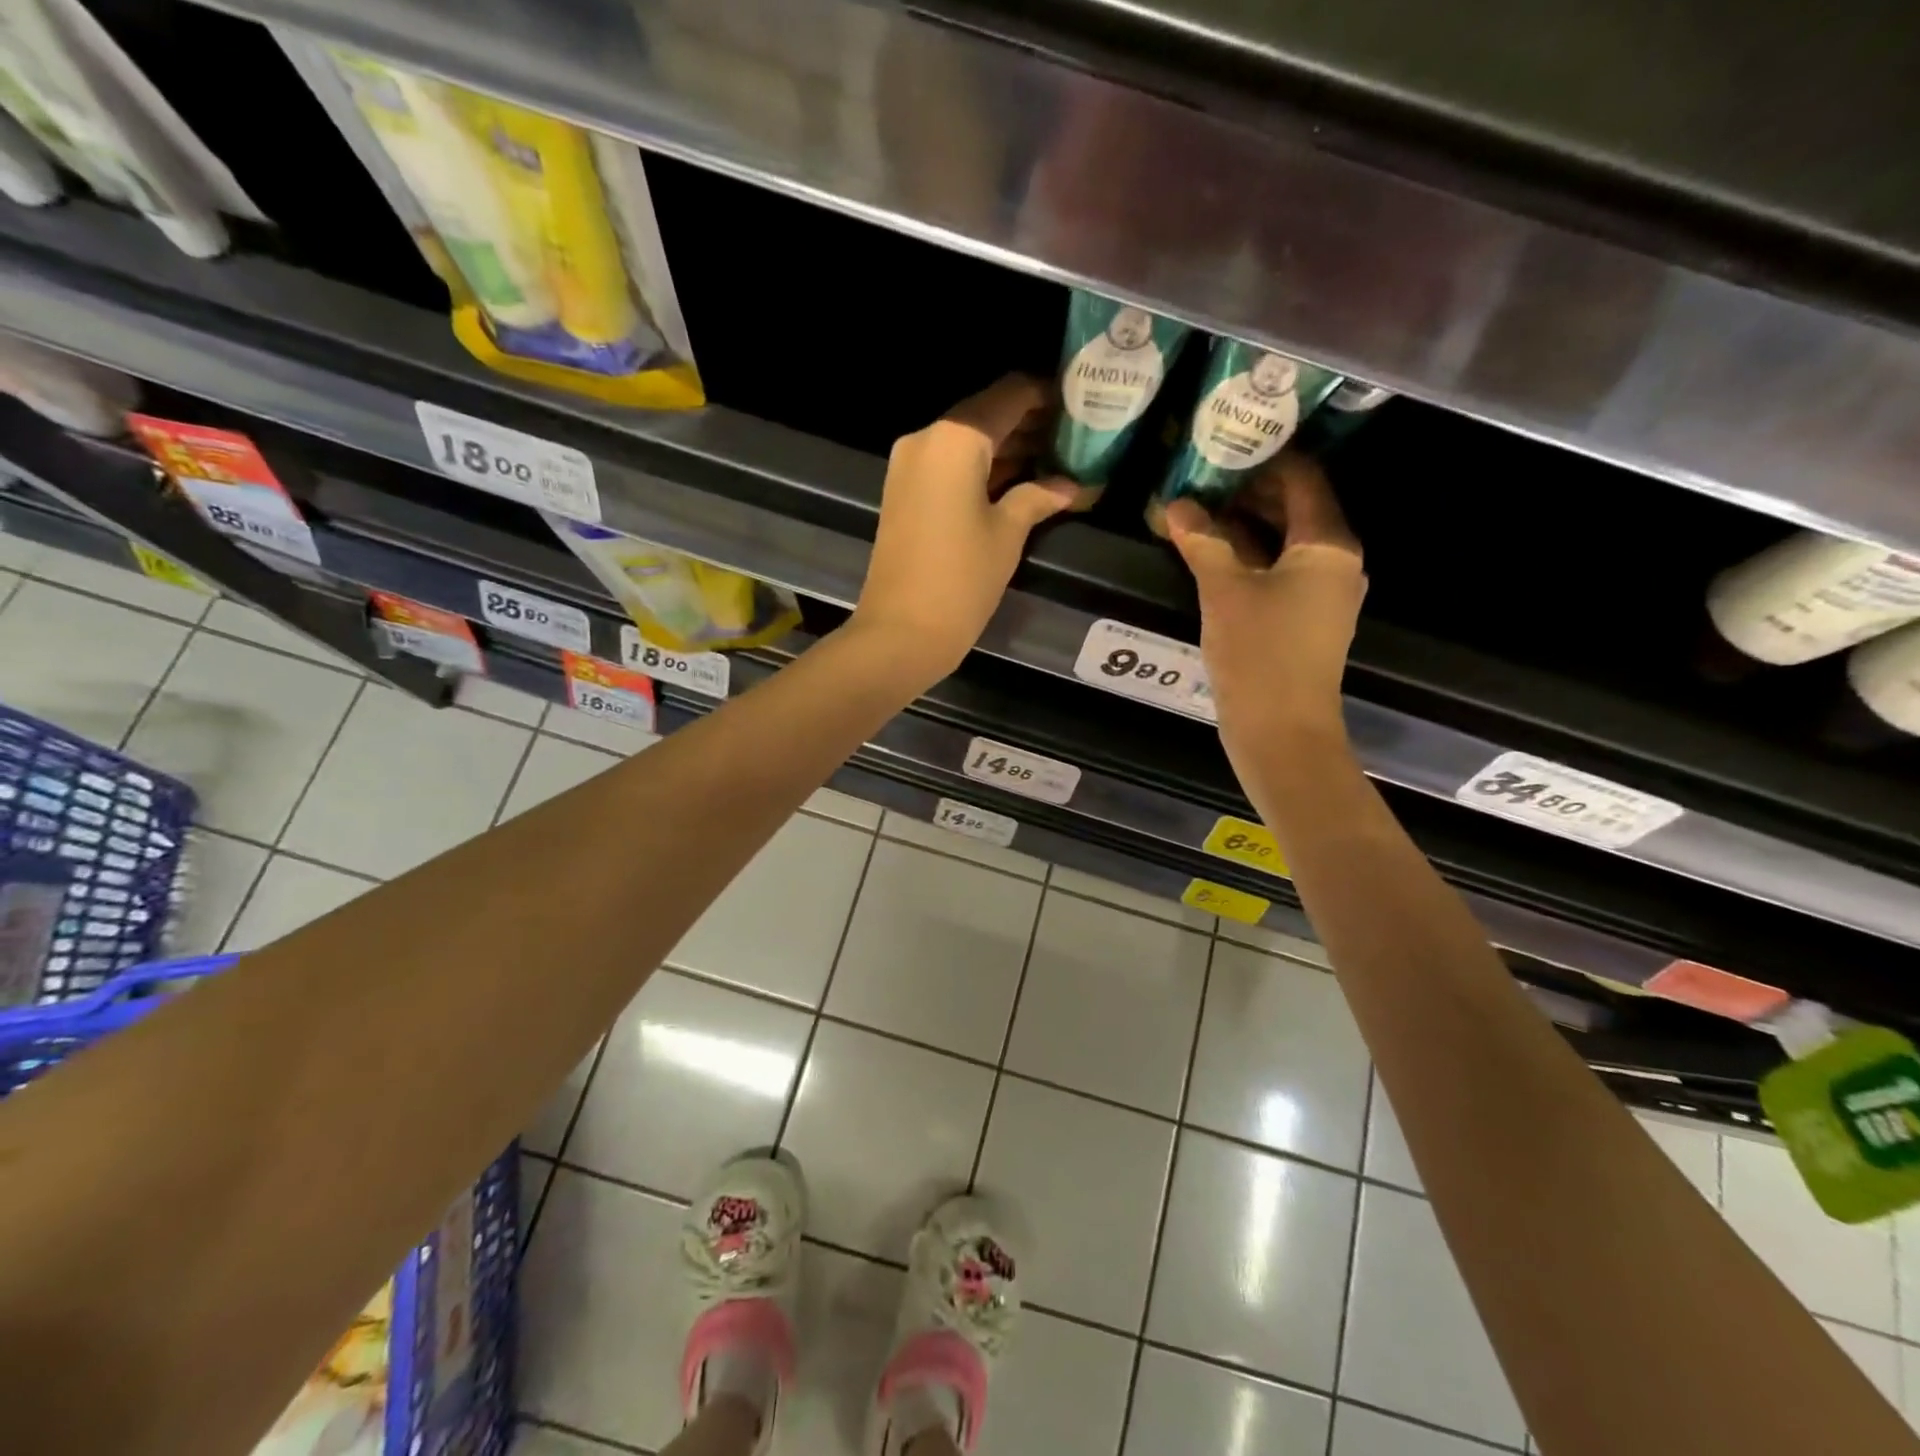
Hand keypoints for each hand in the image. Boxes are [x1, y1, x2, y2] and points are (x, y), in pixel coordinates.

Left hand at [852, 374, 1080, 680]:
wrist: (901, 631)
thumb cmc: (961, 579)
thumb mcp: (1007, 534)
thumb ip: (1037, 497)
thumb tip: (1067, 486)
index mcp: (954, 438)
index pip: (1008, 396)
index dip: (1045, 395)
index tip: (1078, 401)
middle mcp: (926, 438)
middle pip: (985, 415)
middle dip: (1028, 423)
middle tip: (1073, 435)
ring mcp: (909, 466)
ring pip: (967, 442)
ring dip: (1006, 447)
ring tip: (1054, 458)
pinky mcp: (903, 493)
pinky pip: (949, 466)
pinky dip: (981, 468)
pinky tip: (1018, 480)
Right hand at [1165, 453, 1365, 756]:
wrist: (1282, 731)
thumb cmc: (1260, 655)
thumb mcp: (1224, 591)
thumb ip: (1202, 542)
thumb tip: (1176, 505)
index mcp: (1328, 545)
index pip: (1302, 479)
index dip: (1266, 457)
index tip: (1225, 441)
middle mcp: (1334, 562)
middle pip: (1294, 508)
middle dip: (1248, 490)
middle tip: (1201, 473)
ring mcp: (1320, 593)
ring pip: (1282, 542)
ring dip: (1243, 525)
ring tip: (1197, 508)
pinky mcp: (1302, 619)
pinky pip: (1277, 571)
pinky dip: (1247, 557)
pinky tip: (1209, 553)